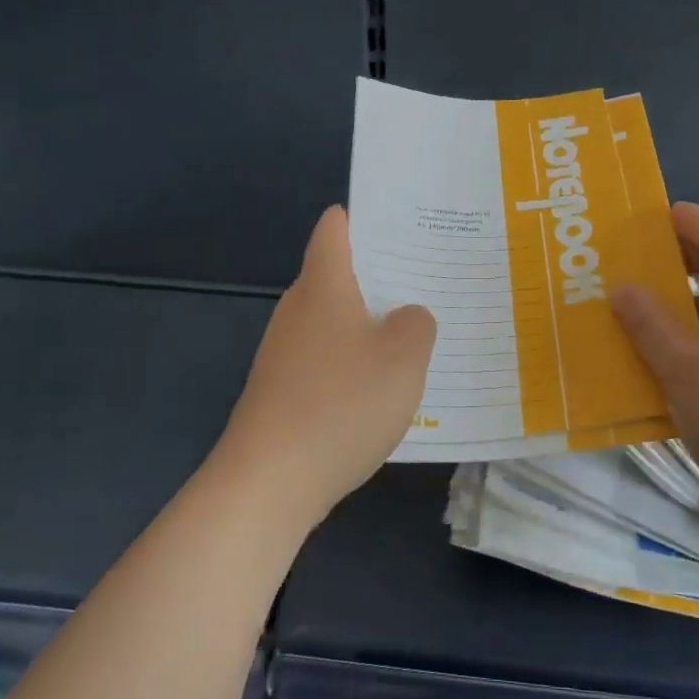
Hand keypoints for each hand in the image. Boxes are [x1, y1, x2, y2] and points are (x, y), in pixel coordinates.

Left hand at [214, 206, 436, 521]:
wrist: (268, 482)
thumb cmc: (341, 404)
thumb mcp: (403, 358)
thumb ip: (416, 324)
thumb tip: (406, 317)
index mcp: (323, 285)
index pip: (336, 228)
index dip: (367, 216)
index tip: (407, 223)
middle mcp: (298, 309)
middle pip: (339, 273)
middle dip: (382, 273)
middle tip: (430, 278)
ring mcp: (285, 352)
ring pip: (336, 319)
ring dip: (372, 322)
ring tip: (417, 332)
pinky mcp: (283, 390)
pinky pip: (328, 358)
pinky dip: (355, 361)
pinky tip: (384, 387)